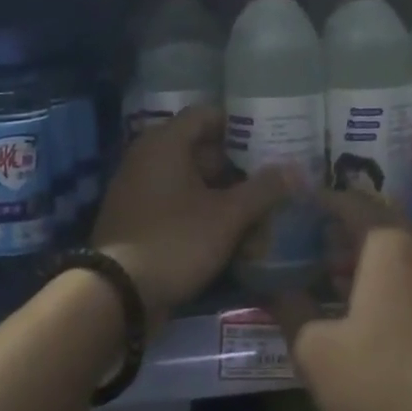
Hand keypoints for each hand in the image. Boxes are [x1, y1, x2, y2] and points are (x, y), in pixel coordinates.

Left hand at [91, 106, 292, 331]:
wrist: (116, 296)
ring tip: (256, 207)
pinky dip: (200, 208)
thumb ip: (263, 190)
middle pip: (200, 148)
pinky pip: (175, 201)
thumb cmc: (175, 241)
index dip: (241, 125)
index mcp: (165, 142)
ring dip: (221, 191)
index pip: (208, 115)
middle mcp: (147, 156)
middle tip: (269, 177)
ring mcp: (137, 187)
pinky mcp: (136, 216)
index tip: (270, 140)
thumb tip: (295, 170)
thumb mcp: (227, 216)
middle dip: (236, 164)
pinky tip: (228, 229)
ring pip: (190, 178)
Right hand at [274, 206, 411, 410]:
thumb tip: (276, 288)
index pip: (350, 202)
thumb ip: (291, 309)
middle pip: (376, 223)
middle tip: (305, 247)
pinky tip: (364, 309)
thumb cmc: (383, 386)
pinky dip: (387, 277)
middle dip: (340, 231)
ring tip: (328, 279)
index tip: (293, 211)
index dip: (319, 203)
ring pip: (398, 249)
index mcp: (390, 245)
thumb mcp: (317, 352)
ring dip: (363, 257)